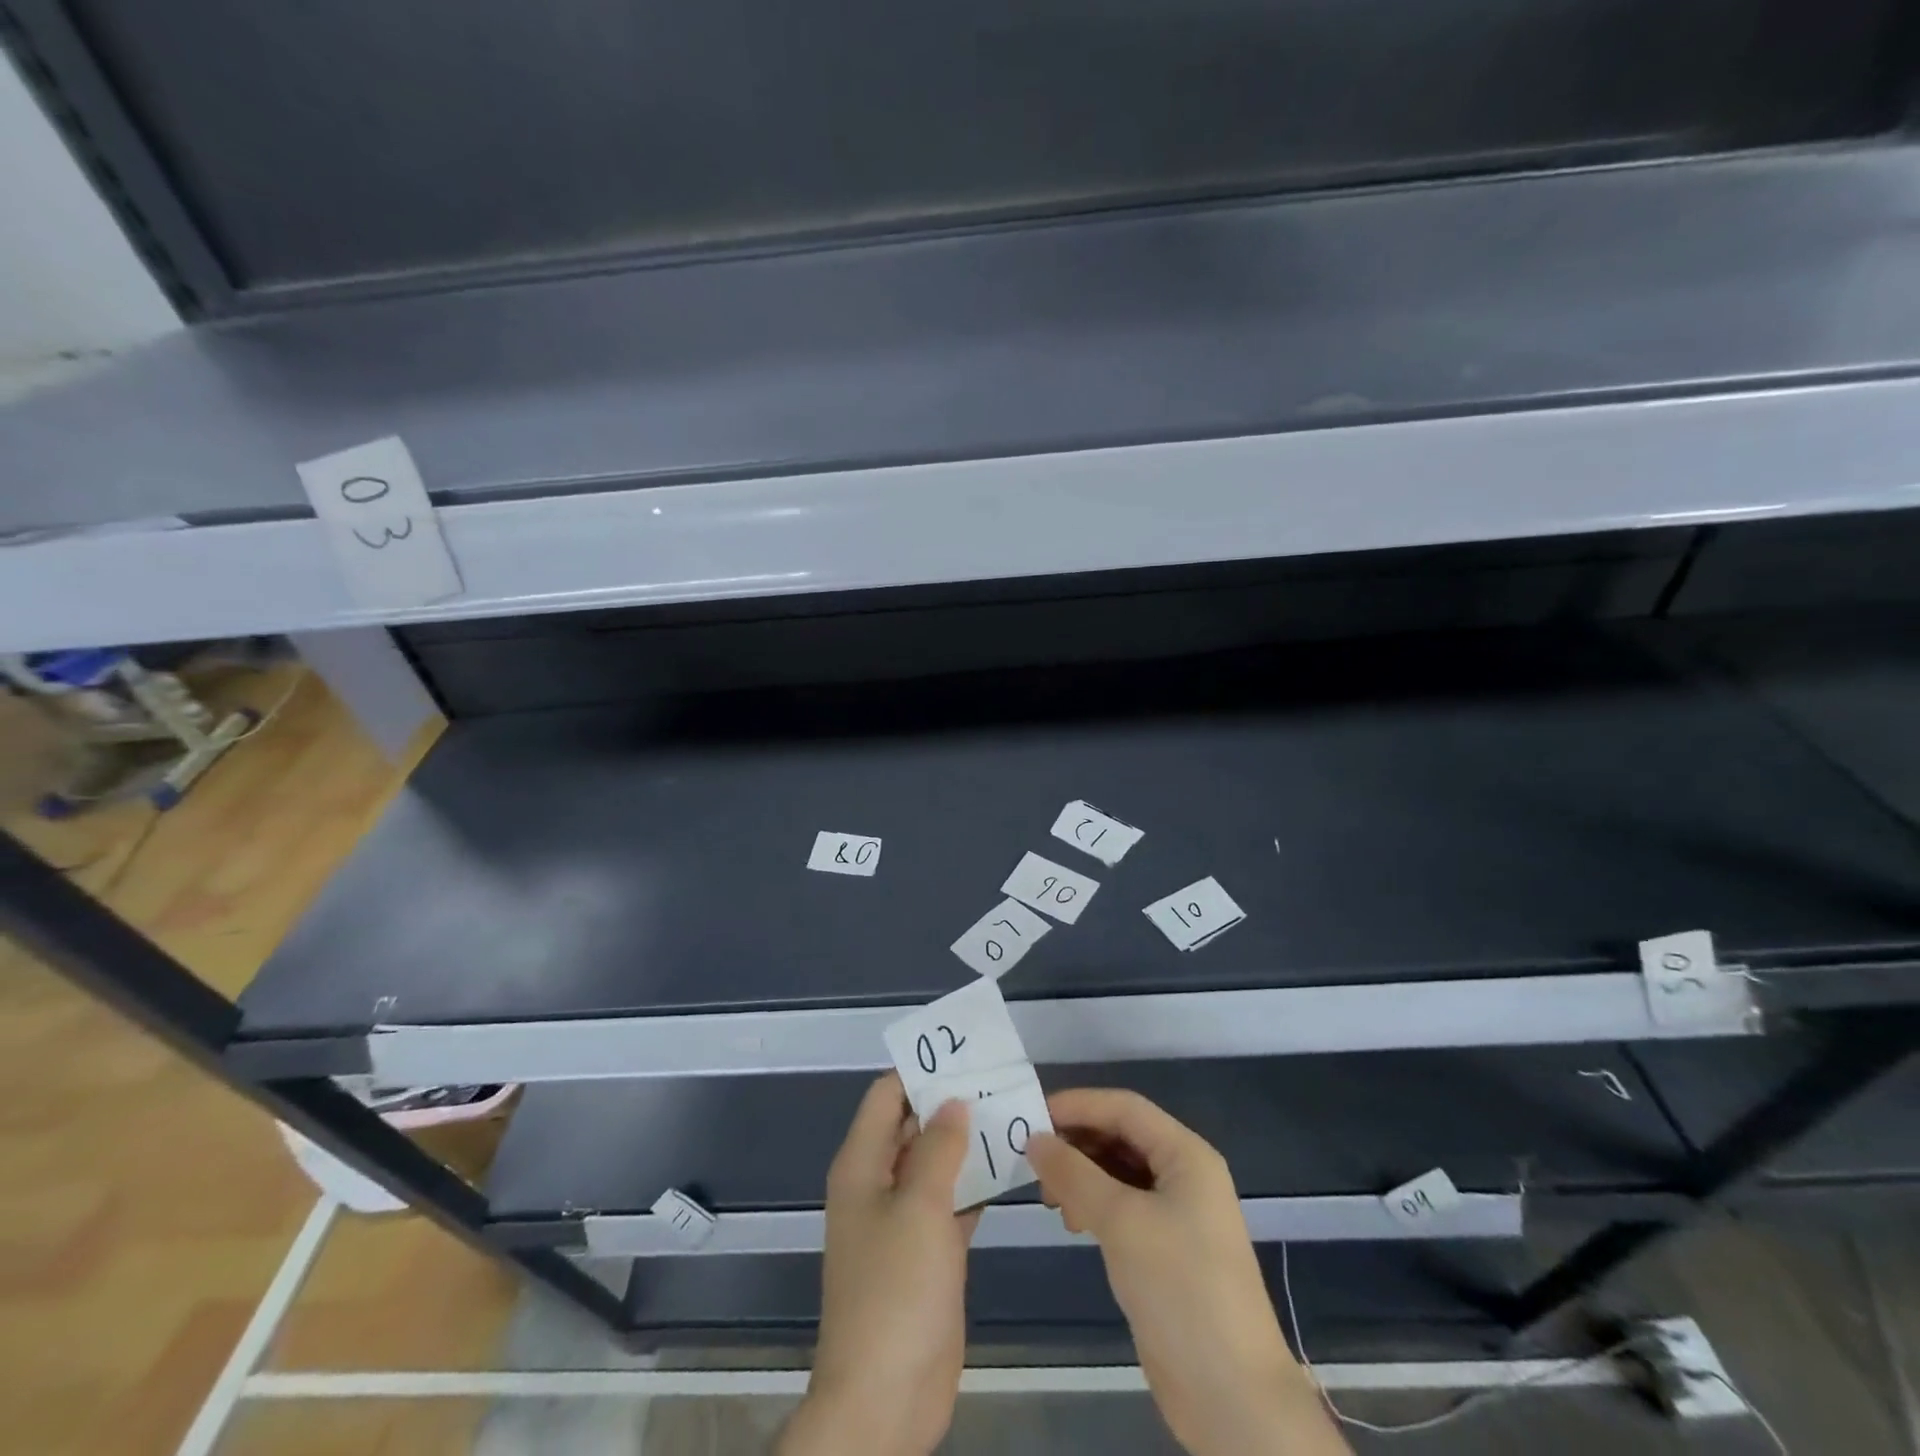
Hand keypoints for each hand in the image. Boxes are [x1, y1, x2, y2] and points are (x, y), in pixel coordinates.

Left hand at [779, 1074, 979, 1455]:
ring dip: (968, 1142)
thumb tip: (953, 1101)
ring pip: (936, 1164)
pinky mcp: (928, 1252)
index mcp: (862, 1165)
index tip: (963, 1054)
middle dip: (950, 1102)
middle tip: (999, 1080)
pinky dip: (976, 1183)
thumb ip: (939, 1148)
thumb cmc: (895, 1290)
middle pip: (913, 1126)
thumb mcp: (919, 1207)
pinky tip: (1012, 1167)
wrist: (885, 1399)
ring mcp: (904, 1220)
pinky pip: (952, 1202)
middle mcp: (879, 1184)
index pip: (886, 1096)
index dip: (919, 1071)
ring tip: (1013, 1112)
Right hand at [1027, 1089, 1349, 1455]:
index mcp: (1186, 1155)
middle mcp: (1184, 1176)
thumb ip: (1074, 1174)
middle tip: (1034, 1163)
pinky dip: (1094, 1205)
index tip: (1032, 1116)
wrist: (1233, 1398)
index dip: (1078, 1105)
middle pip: (1122, 1137)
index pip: (1124, 1108)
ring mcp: (1178, 1215)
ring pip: (1119, 1172)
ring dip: (1082, 1176)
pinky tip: (1073, 1222)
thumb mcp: (1121, 1222)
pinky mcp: (1166, 1251)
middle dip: (1078, 1143)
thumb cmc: (1181, 1289)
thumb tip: (1034, 1139)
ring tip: (1051, 1200)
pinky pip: (1123, 1207)